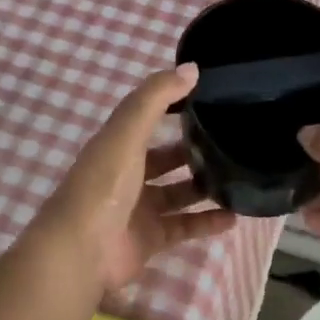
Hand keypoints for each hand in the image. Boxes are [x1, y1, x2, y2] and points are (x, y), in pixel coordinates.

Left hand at [44, 64, 240, 291]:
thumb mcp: (128, 132)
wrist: (80, 252)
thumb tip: (192, 68)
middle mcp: (127, 174)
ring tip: (238, 175)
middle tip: (230, 140)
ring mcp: (138, 209)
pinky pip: (184, 227)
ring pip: (178, 192)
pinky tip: (234, 216)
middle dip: (192, 149)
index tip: (208, 95)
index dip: (172, 105)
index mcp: (117, 144)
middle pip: (164, 157)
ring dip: (204, 186)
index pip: (147, 117)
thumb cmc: (103, 184)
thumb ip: (157, 97)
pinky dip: (207, 222)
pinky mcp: (150, 239)